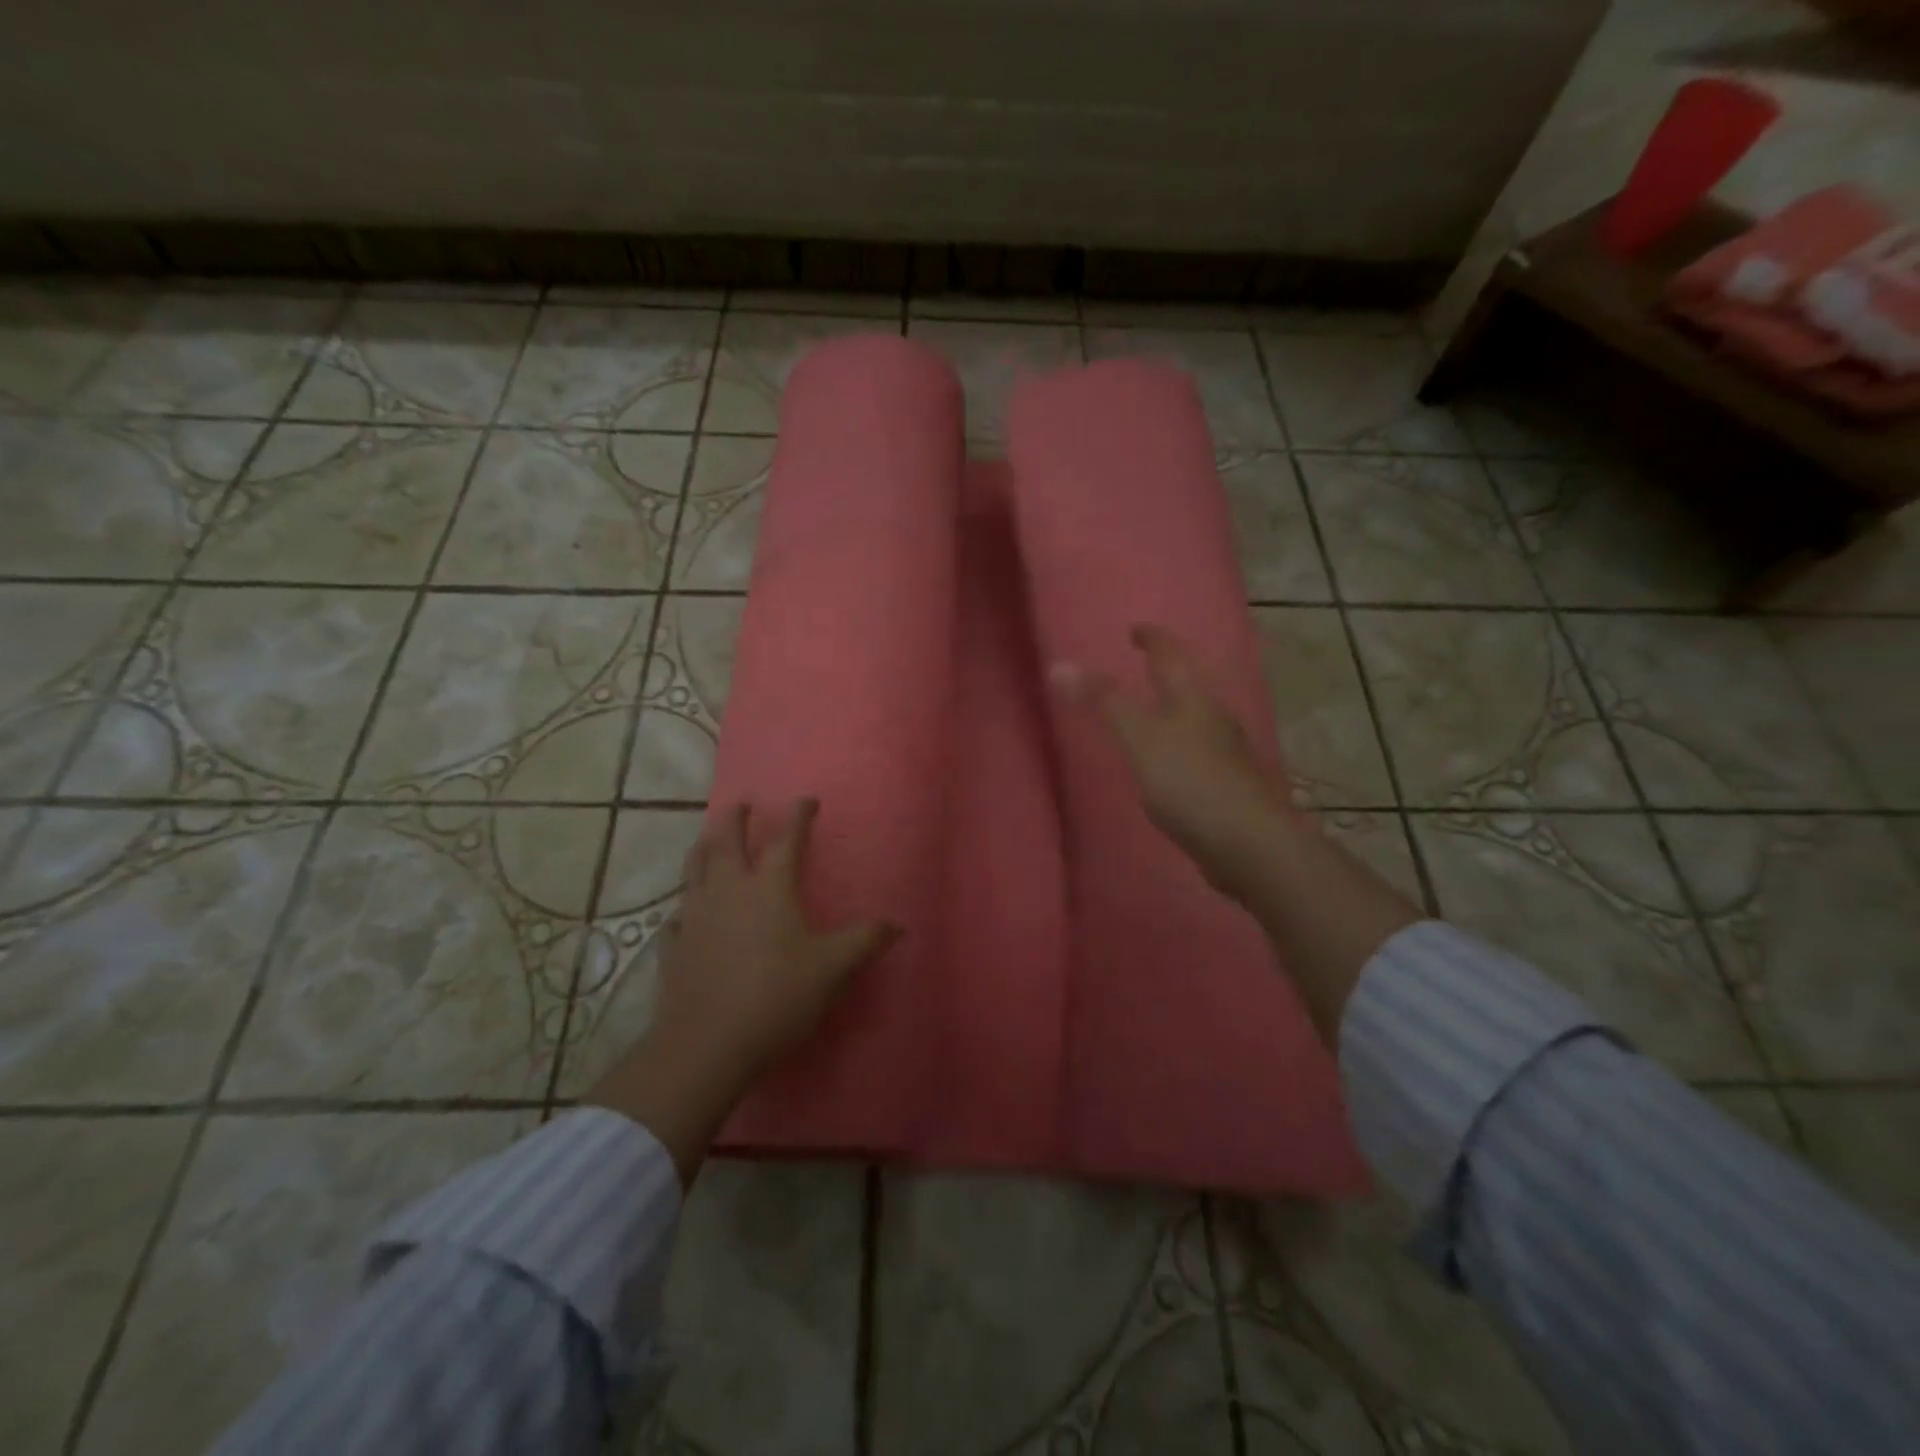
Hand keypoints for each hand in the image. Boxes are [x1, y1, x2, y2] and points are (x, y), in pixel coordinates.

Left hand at [588, 797, 897, 1183]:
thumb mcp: (832, 969)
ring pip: (694, 868)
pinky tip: (686, 913)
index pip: (786, 840)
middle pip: (726, 840)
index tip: (806, 800)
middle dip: (735, 818)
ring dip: (703, 847)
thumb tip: (897, 924)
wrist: (707, 1044)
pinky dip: (685, 905)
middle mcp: (728, 890)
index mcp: (769, 888)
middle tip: (742, 804)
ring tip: (709, 839)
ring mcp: (695, 916)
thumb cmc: (777, 996)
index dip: (798, 817)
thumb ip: (864, 941)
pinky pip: (677, 915)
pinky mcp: (674, 946)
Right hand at [1052, 624, 1297, 898]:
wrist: (1247, 843)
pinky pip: (1198, 752)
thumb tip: (1060, 664)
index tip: (1136, 629)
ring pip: (1197, 719)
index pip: (1171, 656)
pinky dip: (1180, 745)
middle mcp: (1214, 718)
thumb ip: (1104, 702)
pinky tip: (1171, 763)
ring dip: (1176, 709)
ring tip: (1154, 711)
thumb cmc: (1189, 781)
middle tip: (1145, 666)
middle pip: (1190, 685)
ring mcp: (1226, 753)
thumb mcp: (1139, 737)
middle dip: (1169, 672)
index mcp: (1193, 698)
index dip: (1153, 639)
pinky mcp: (1227, 786)